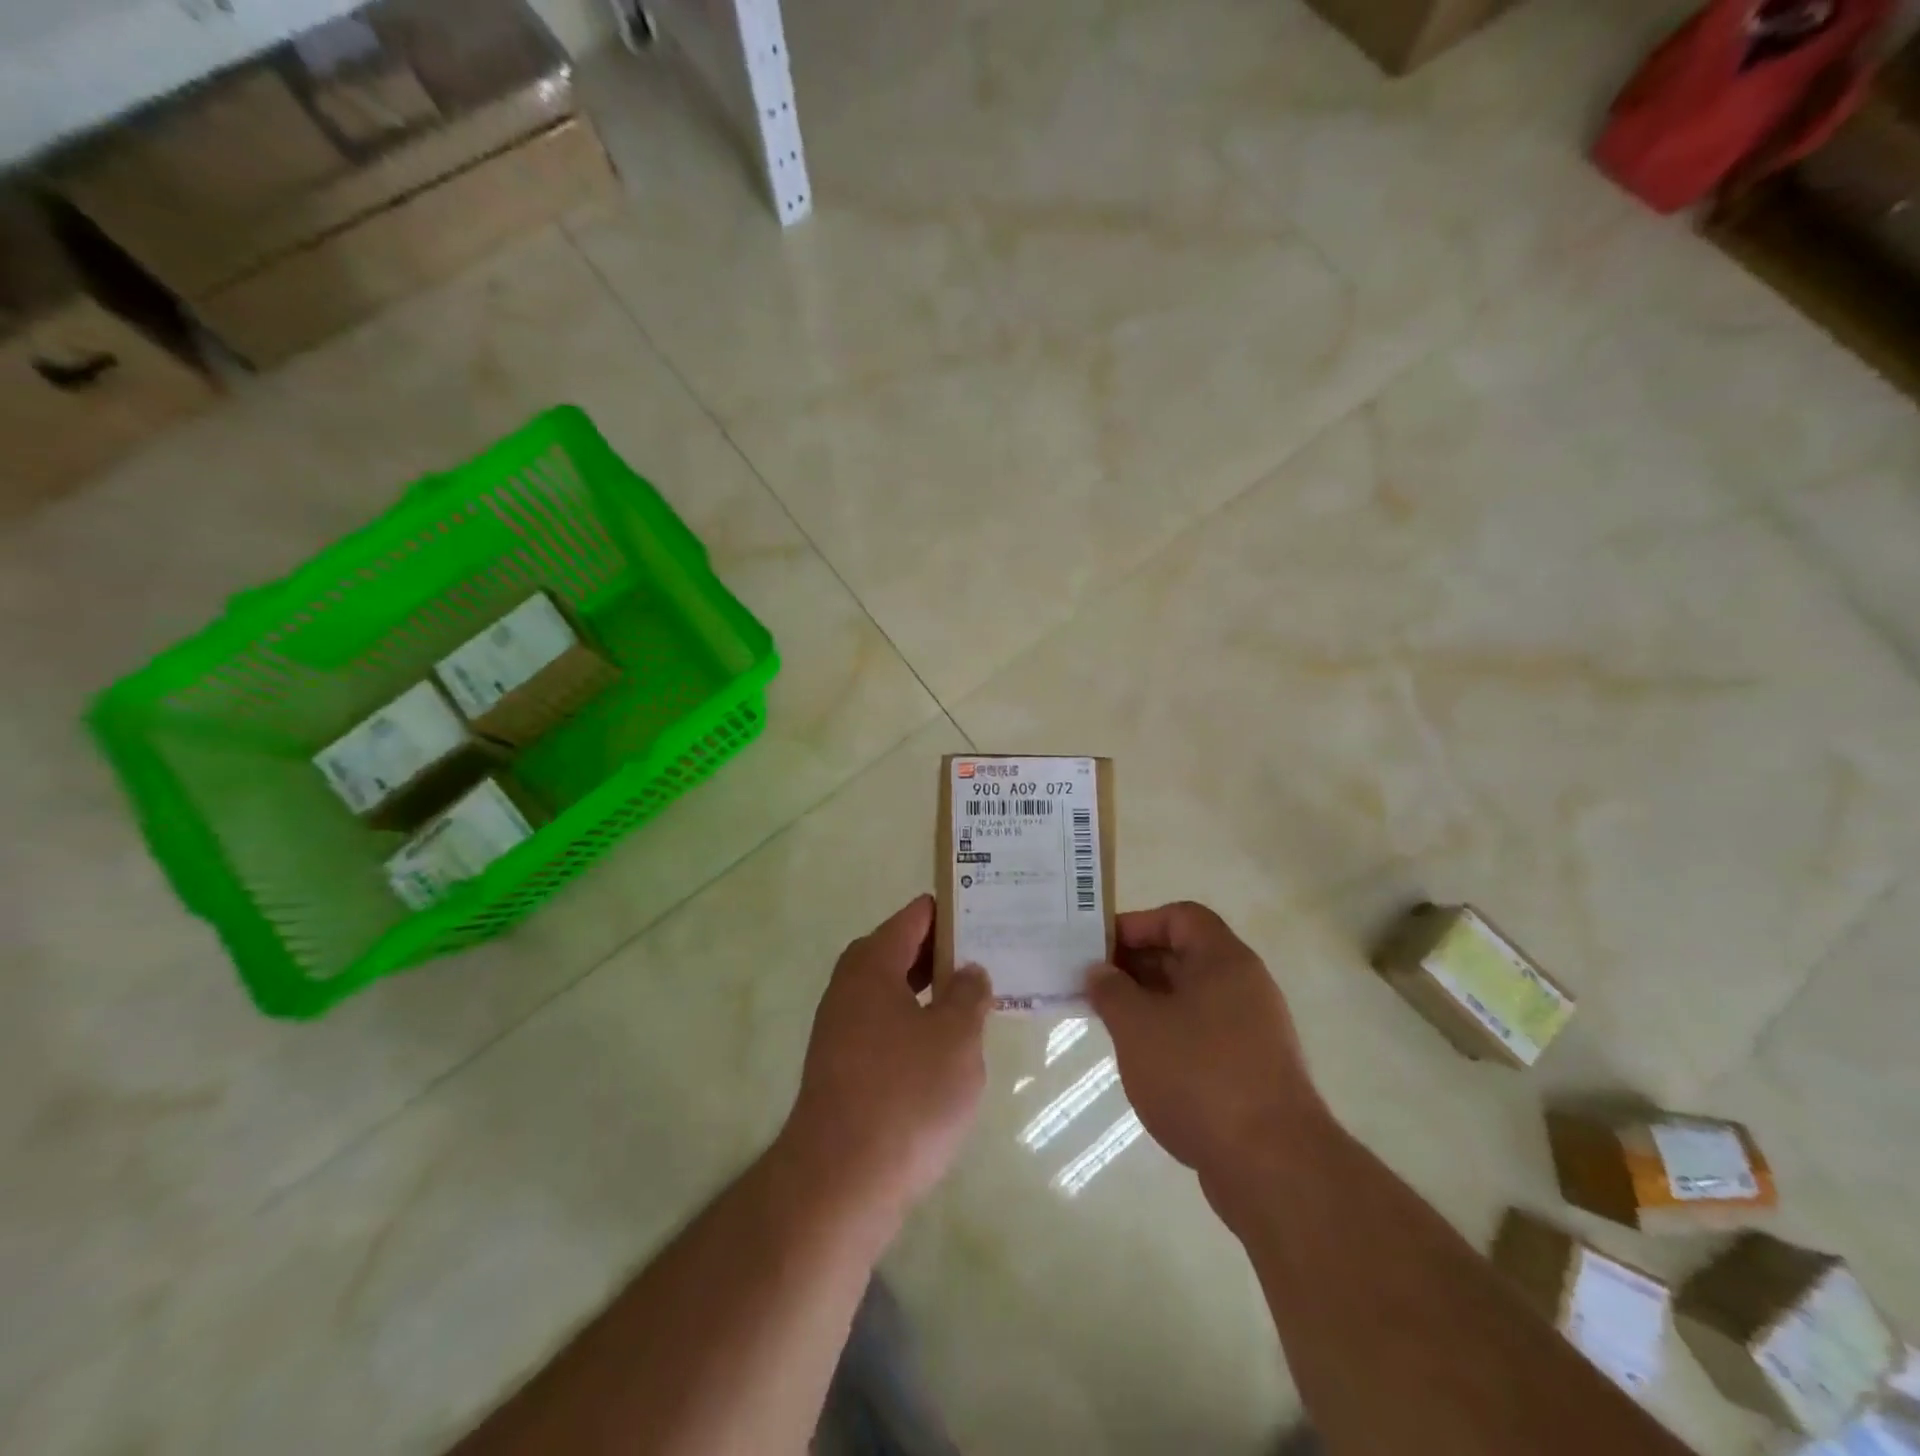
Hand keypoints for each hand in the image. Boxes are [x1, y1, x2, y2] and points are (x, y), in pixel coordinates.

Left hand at [782, 895, 990, 1224]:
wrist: (839, 1183)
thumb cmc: (906, 1095)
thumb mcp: (956, 1037)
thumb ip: (969, 995)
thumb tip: (969, 972)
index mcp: (873, 963)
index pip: (917, 916)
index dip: (954, 911)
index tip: (991, 912)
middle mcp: (850, 986)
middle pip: (904, 950)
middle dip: (947, 952)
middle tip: (996, 954)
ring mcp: (842, 1028)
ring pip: (896, 990)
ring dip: (934, 990)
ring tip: (981, 997)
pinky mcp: (844, 1067)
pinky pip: (889, 1025)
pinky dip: (919, 1023)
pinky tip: (949, 1047)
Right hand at [1086, 902, 1327, 1209]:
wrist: (1273, 1166)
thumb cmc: (1198, 1076)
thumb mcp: (1138, 1026)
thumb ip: (1111, 991)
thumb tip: (1099, 971)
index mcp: (1224, 960)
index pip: (1179, 917)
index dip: (1137, 924)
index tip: (1099, 948)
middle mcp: (1245, 986)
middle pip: (1185, 956)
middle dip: (1136, 965)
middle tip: (1094, 985)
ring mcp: (1253, 1030)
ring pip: (1192, 998)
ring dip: (1150, 1003)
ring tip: (1111, 1022)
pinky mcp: (1253, 1071)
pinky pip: (1203, 1034)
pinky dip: (1170, 1035)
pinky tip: (1143, 1060)